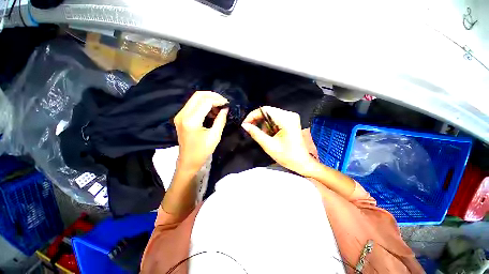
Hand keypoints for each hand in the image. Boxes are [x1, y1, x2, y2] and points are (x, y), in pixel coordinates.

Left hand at [174, 91, 228, 172]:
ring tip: (218, 108)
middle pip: (198, 95)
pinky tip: (211, 111)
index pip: (206, 101)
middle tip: (223, 102)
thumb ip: (220, 120)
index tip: (227, 104)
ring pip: (195, 98)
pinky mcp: (181, 117)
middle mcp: (183, 114)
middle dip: (213, 96)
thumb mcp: (215, 136)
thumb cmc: (202, 151)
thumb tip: (225, 108)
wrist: (188, 161)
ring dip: (208, 100)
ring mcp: (180, 115)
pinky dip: (203, 104)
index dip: (218, 100)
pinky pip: (193, 105)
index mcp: (191, 121)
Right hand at [241, 106, 317, 176]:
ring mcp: (290, 117)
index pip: (265, 110)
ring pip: (270, 115)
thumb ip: (255, 133)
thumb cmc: (286, 156)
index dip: (253, 115)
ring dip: (262, 123)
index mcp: (286, 119)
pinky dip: (268, 125)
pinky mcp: (290, 121)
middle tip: (249, 129)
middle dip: (257, 120)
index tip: (245, 124)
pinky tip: (268, 134)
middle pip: (268, 111)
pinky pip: (275, 119)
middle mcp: (289, 114)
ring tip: (260, 134)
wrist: (301, 162)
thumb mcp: (268, 145)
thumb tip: (244, 125)